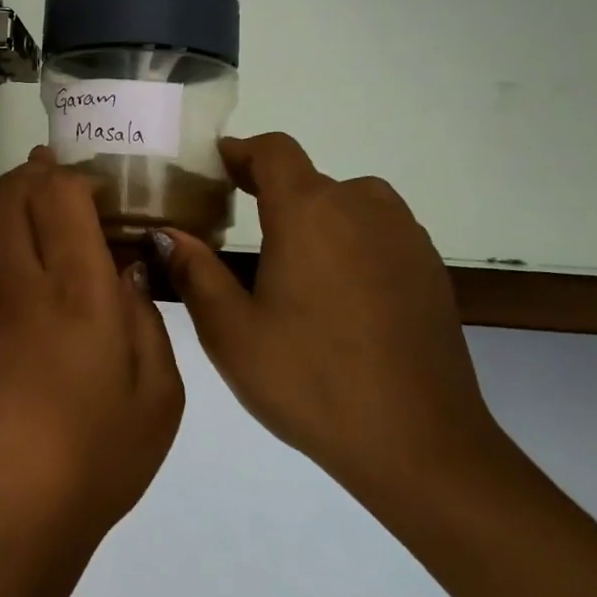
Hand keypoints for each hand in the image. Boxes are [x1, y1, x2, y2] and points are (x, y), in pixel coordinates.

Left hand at [0, 148, 183, 557]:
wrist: (0, 519)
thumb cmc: (94, 463)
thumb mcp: (157, 397)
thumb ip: (145, 317)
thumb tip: (124, 266)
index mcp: (77, 297)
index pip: (60, 197)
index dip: (77, 177)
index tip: (99, 190)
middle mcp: (19, 284)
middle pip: (15, 195)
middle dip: (40, 174)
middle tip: (65, 182)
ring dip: (10, 196)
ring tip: (34, 200)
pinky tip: (6, 242)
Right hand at [157, 132, 500, 503]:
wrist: (420, 445)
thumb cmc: (311, 381)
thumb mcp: (231, 332)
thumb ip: (194, 272)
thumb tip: (166, 233)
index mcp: (309, 212)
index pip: (274, 151)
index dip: (242, 151)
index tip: (217, 167)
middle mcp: (361, 207)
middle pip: (309, 179)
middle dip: (271, 193)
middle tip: (239, 230)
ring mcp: (404, 237)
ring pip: (348, 203)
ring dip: (316, 216)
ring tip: (291, 263)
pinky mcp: (429, 269)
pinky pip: (379, 233)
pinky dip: (351, 242)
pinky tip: (338, 295)